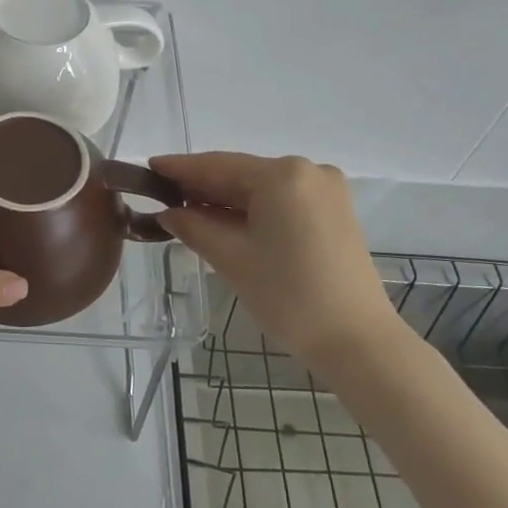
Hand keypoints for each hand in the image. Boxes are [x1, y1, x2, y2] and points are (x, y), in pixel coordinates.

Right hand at [152, 153, 400, 362]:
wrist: (359, 342)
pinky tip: (225, 220)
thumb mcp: (232, 259)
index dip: (180, 168)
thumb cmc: (290, 297)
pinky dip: (252, 209)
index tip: (148, 167)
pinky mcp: (334, 211)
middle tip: (162, 195)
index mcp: (282, 176)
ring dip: (226, 199)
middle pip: (241, 173)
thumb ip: (194, 227)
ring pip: (261, 187)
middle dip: (202, 186)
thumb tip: (168, 214)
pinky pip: (281, 200)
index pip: (218, 165)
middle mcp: (308, 171)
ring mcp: (326, 190)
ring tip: (186, 210)